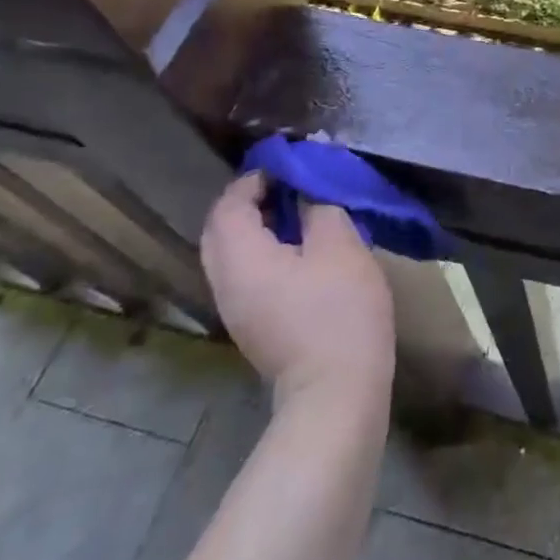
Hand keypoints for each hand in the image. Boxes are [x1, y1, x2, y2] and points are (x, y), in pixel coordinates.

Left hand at [201, 173, 395, 403]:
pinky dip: (262, 252)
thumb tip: (306, 195)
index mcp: (241, 258)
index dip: (255, 179)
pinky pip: (244, 274)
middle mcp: (226, 282)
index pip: (229, 205)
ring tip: (298, 214)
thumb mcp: (340, 246)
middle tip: (289, 187)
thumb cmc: (339, 312)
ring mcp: (236, 309)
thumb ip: (320, 209)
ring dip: (256, 227)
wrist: (336, 392)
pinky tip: (299, 251)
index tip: (289, 167)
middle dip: (248, 202)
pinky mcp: (253, 326)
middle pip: (220, 230)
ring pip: (230, 254)